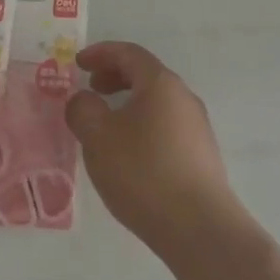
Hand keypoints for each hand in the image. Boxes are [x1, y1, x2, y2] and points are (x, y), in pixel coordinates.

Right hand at [64, 42, 242, 259]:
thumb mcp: (98, 137)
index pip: (130, 53)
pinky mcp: (200, 155)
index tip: (78, 63)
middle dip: (115, 77)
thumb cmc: (142, 171)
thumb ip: (83, 109)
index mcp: (161, 84)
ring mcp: (197, 128)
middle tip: (91, 89)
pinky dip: (141, 126)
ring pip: (156, 103)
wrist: (198, 226)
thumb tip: (85, 99)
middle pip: (146, 76)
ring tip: (104, 126)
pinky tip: (128, 154)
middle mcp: (184, 98)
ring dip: (128, 105)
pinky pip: (165, 127)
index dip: (101, 53)